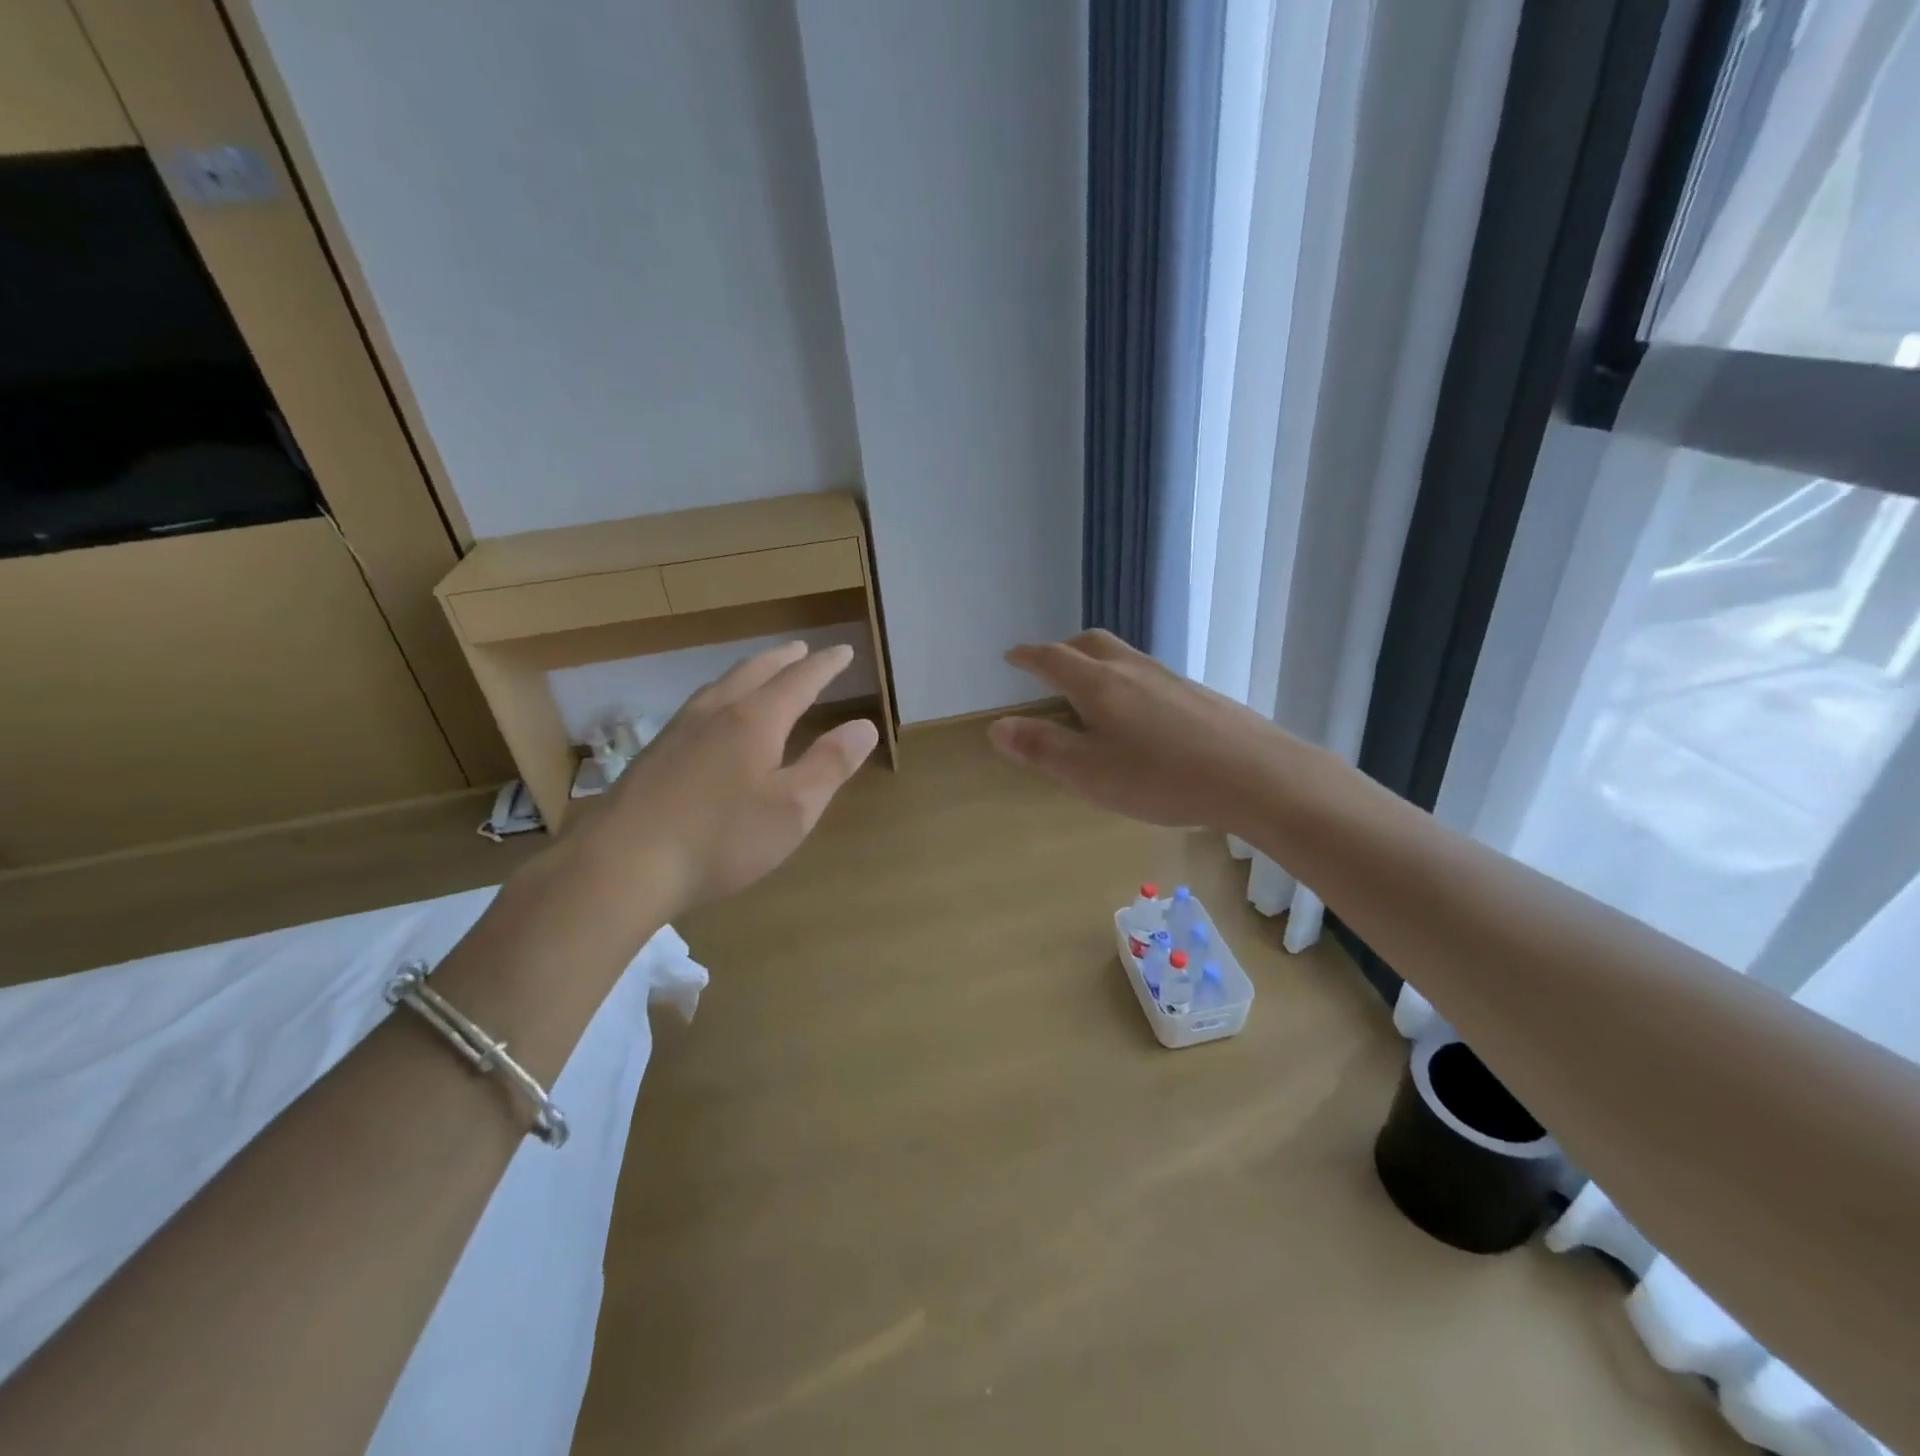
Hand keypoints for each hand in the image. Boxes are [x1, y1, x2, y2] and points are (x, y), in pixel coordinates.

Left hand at [580, 641, 877, 915]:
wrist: (623, 864)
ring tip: (762, 673)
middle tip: (802, 650)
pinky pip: (699, 705)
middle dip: (784, 660)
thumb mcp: (793, 809)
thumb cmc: (721, 839)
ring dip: (750, 672)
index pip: (799, 681)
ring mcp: (679, 731)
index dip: (825, 666)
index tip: (843, 651)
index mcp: (755, 721)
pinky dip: (722, 694)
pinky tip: (713, 717)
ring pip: (721, 685)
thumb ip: (830, 765)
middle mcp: (716, 713)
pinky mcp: (654, 753)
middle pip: (755, 672)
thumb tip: (864, 725)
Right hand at [988, 629, 1285, 834]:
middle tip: (1049, 664)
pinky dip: (1128, 681)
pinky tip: (1140, 714)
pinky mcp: (1199, 695)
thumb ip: (1041, 748)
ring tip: (1091, 688)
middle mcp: (1133, 670)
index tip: (1012, 656)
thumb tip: (997, 726)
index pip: (1053, 659)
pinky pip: (1150, 675)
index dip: (1028, 656)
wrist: (1254, 775)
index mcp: (1099, 684)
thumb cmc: (1160, 777)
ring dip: (1098, 662)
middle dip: (1063, 649)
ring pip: (1124, 656)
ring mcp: (1170, 679)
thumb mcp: (1088, 772)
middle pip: (1091, 643)